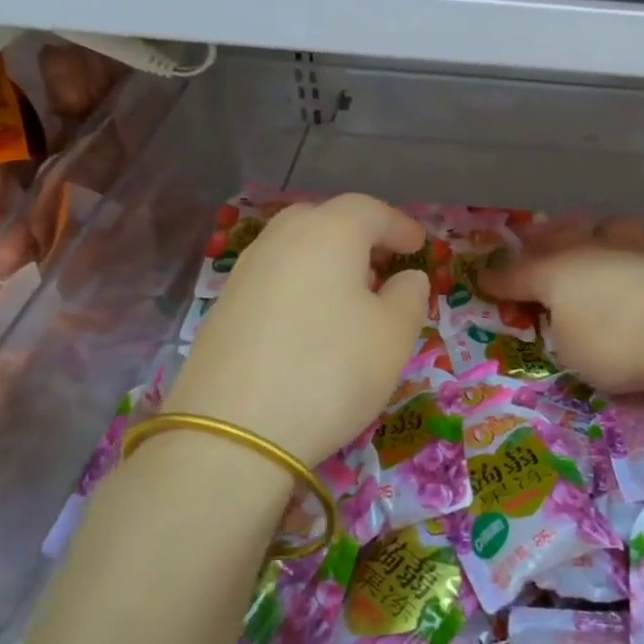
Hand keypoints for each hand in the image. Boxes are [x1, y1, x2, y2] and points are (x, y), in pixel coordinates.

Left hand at [169, 194, 429, 466]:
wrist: (233, 432)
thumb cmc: (332, 369)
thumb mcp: (394, 335)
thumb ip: (409, 296)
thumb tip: (407, 278)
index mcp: (329, 231)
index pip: (371, 211)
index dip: (400, 226)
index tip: (420, 247)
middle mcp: (282, 238)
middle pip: (326, 220)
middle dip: (359, 236)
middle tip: (382, 265)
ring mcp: (246, 271)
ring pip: (295, 248)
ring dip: (327, 261)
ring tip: (350, 296)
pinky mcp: (223, 307)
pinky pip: (274, 279)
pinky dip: (300, 286)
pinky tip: (311, 323)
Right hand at [478, 219, 643, 393]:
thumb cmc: (615, 346)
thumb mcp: (570, 349)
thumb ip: (560, 324)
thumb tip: (565, 312)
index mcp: (557, 271)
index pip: (517, 273)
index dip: (499, 279)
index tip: (484, 279)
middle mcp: (591, 249)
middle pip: (558, 238)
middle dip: (540, 244)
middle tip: (531, 246)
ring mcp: (632, 246)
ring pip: (603, 229)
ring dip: (590, 236)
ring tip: (588, 241)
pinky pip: (639, 245)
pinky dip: (629, 252)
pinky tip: (635, 262)